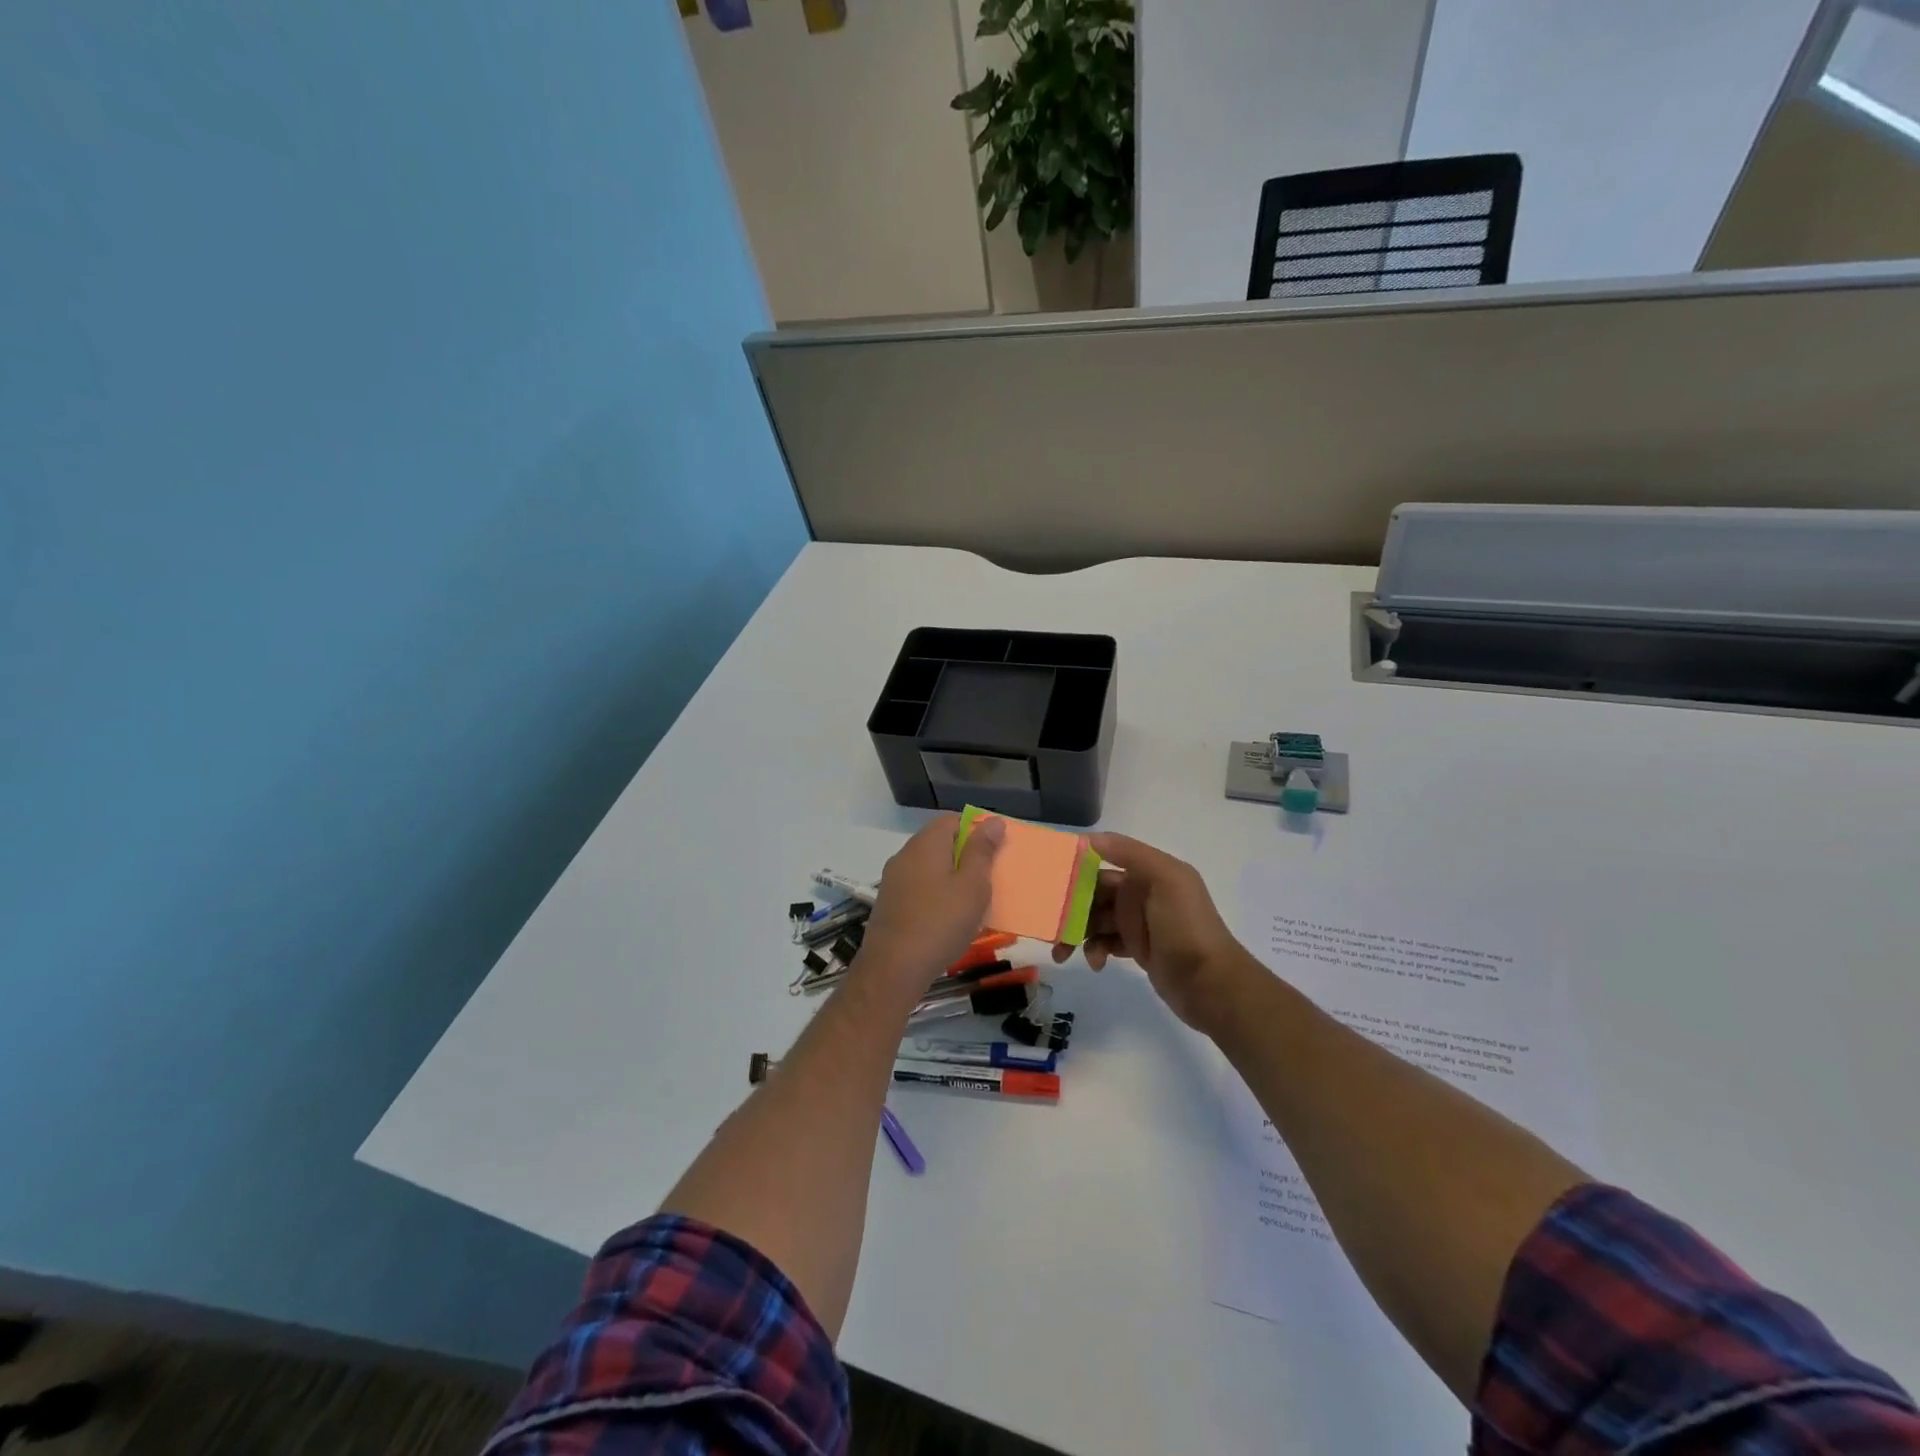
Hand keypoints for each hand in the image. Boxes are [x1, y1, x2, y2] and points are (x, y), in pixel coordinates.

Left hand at [857, 813, 1004, 992]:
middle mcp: (905, 855)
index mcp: (926, 844)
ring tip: (973, 900)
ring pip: (929, 867)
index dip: (976, 829)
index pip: (952, 820)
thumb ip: (982, 851)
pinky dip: (936, 894)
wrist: (893, 969)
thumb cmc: (941, 923)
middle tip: (989, 877)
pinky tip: (948, 917)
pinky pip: (919, 887)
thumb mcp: (973, 886)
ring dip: (951, 877)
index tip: (996, 850)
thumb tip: (992, 821)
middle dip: (965, 855)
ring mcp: (893, 880)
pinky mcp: (889, 903)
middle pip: (940, 843)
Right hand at [1052, 832, 1260, 1032]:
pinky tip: (1096, 963)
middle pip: (1094, 893)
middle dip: (1069, 906)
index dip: (1076, 868)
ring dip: (1076, 932)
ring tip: (1062, 953)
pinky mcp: (1137, 949)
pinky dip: (1095, 950)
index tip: (1048, 878)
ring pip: (1095, 919)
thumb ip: (1129, 853)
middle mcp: (1142, 892)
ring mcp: (1139, 922)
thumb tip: (1088, 838)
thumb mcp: (1166, 879)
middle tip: (1048, 923)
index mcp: (1148, 871)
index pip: (1102, 862)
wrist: (1211, 983)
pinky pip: (1106, 942)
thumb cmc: (1186, 926)